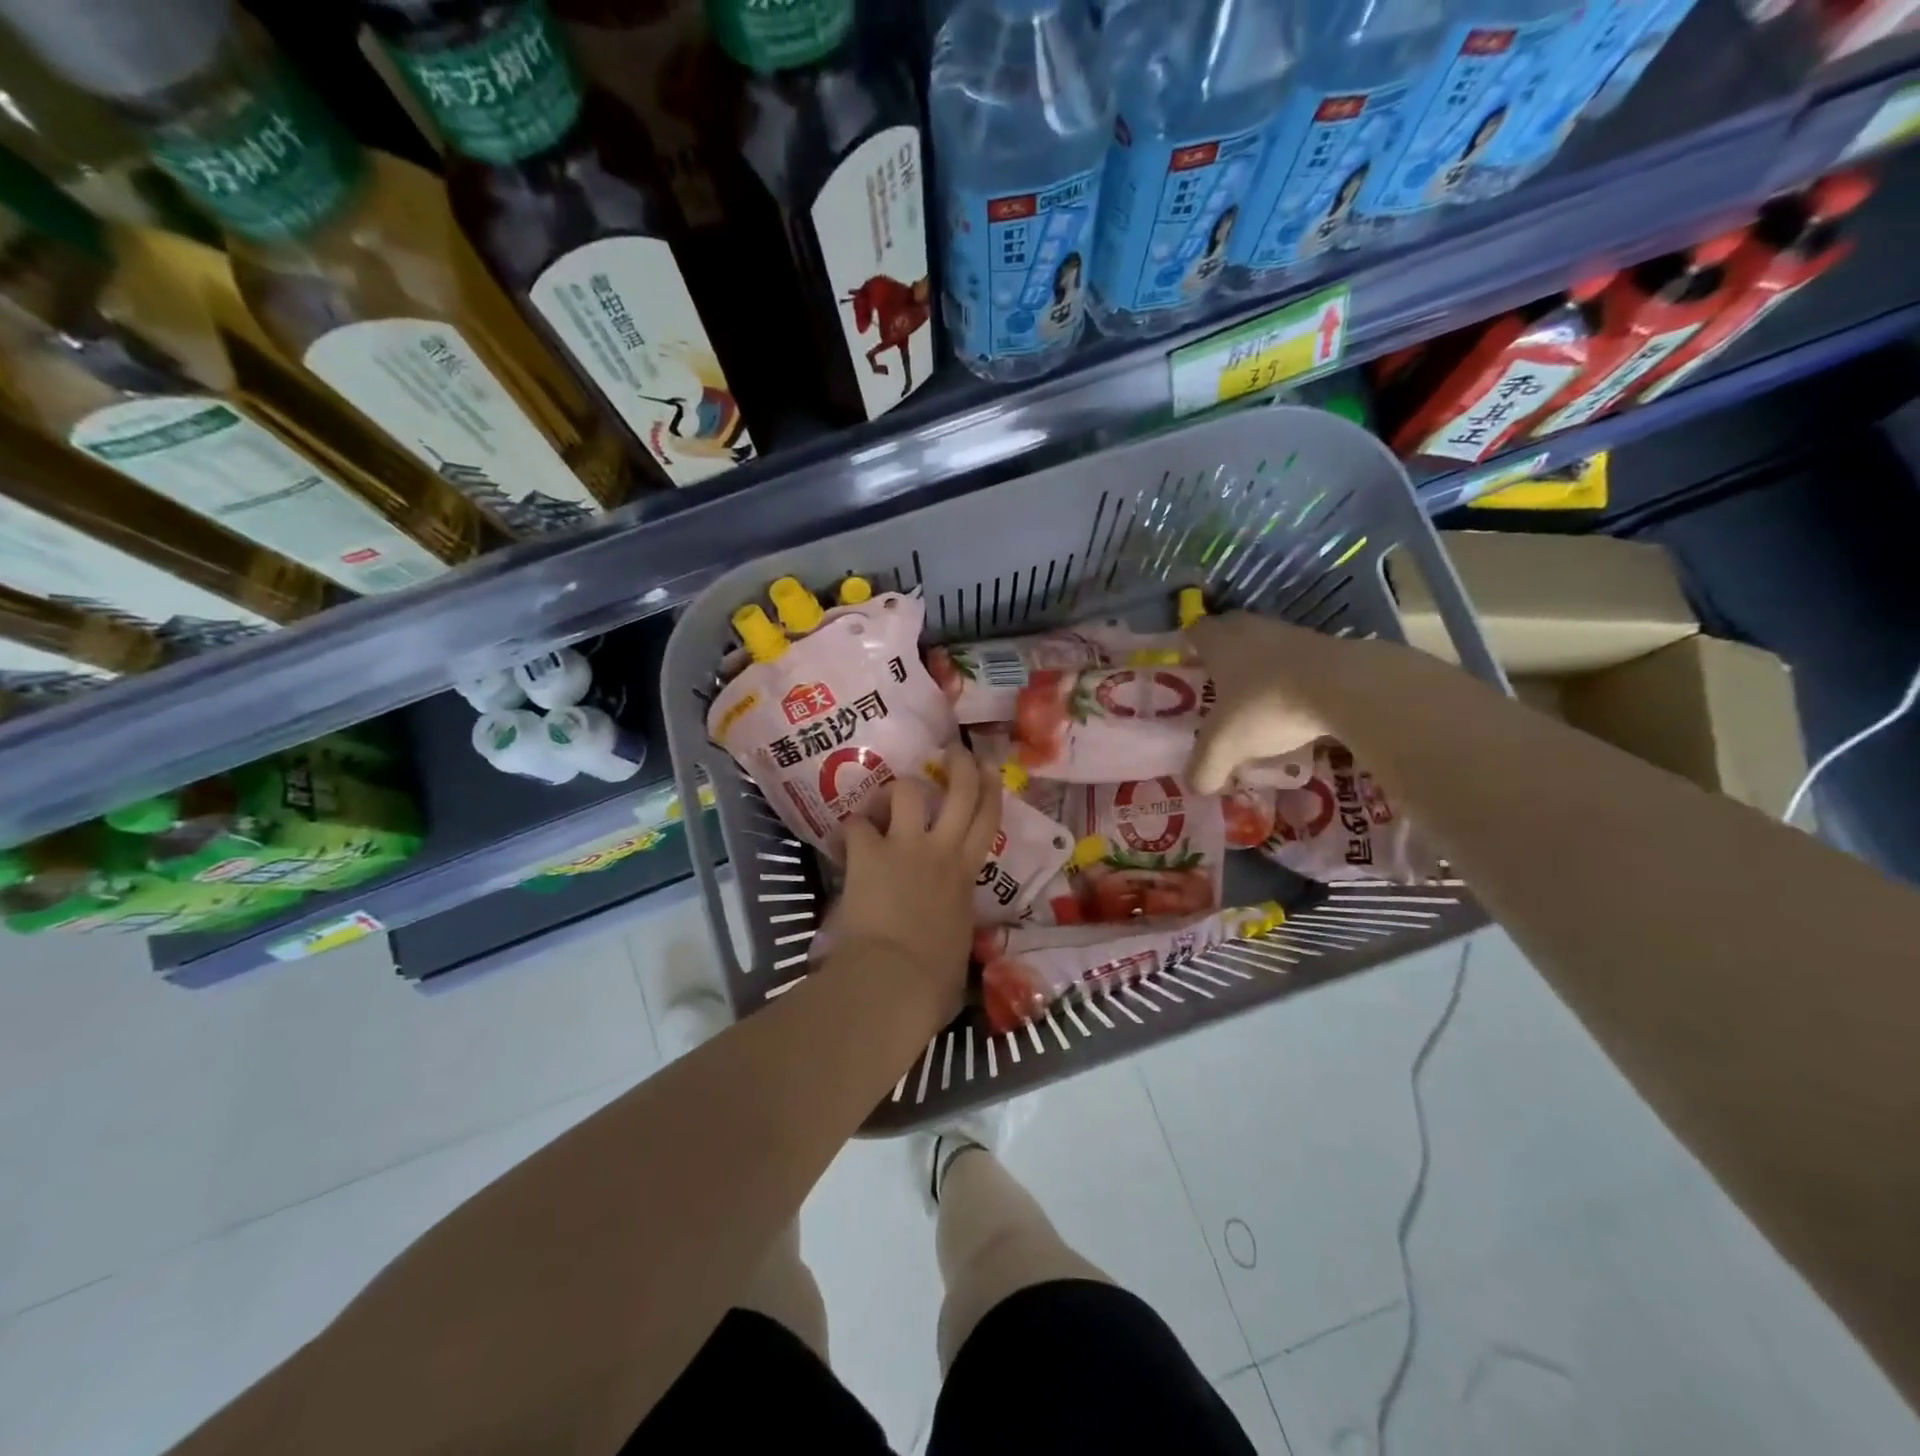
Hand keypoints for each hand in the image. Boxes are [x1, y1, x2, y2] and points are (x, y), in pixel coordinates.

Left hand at [828, 744, 1001, 1026]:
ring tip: (888, 799)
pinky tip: (847, 839)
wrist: (893, 980)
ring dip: (897, 790)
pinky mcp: (868, 854)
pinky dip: (851, 829)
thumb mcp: (959, 946)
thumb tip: (951, 938)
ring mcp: (904, 846)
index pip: (988, 819)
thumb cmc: (934, 979)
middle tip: (952, 750)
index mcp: (966, 874)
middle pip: (960, 790)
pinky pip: (856, 825)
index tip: (988, 767)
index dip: (991, 788)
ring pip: (908, 791)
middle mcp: (941, 850)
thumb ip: (956, 926)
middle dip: (959, 763)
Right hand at [1185, 612, 1340, 791]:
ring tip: (1258, 702)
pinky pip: (1299, 661)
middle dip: (1224, 656)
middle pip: (1231, 632)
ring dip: (1261, 668)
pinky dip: (1292, 679)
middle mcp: (1253, 630)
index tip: (1188, 669)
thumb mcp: (1225, 746)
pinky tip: (1295, 707)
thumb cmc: (1267, 706)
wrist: (1348, 688)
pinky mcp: (1329, 647)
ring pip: (1267, 646)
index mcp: (1220, 643)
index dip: (1188, 648)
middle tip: (1219, 686)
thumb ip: (1205, 767)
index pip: (1195, 632)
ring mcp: (1293, 635)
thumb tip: (1196, 785)